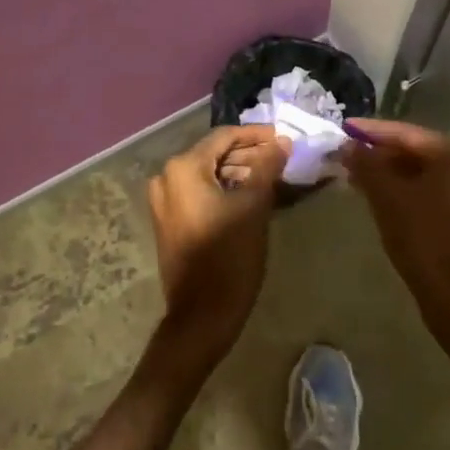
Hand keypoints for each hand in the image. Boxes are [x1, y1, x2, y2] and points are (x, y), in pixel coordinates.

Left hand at [146, 125, 291, 362]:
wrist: (202, 315)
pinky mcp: (169, 219)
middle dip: (249, 155)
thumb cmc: (229, 255)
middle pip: (214, 154)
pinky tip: (251, 195)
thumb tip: (281, 141)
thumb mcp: (254, 206)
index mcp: (184, 168)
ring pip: (208, 174)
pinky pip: (199, 192)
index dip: (256, 135)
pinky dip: (224, 189)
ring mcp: (164, 200)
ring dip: (239, 172)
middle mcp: (167, 177)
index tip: (284, 138)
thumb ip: (267, 167)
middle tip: (282, 159)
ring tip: (273, 177)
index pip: (224, 136)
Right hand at [341, 119, 449, 335]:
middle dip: (379, 153)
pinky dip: (402, 187)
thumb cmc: (423, 238)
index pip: (406, 133)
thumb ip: (366, 164)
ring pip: (420, 170)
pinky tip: (374, 191)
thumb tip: (346, 144)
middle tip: (345, 153)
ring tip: (353, 172)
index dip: (371, 131)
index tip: (343, 128)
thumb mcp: (387, 196)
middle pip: (415, 150)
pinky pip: (428, 187)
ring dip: (388, 172)